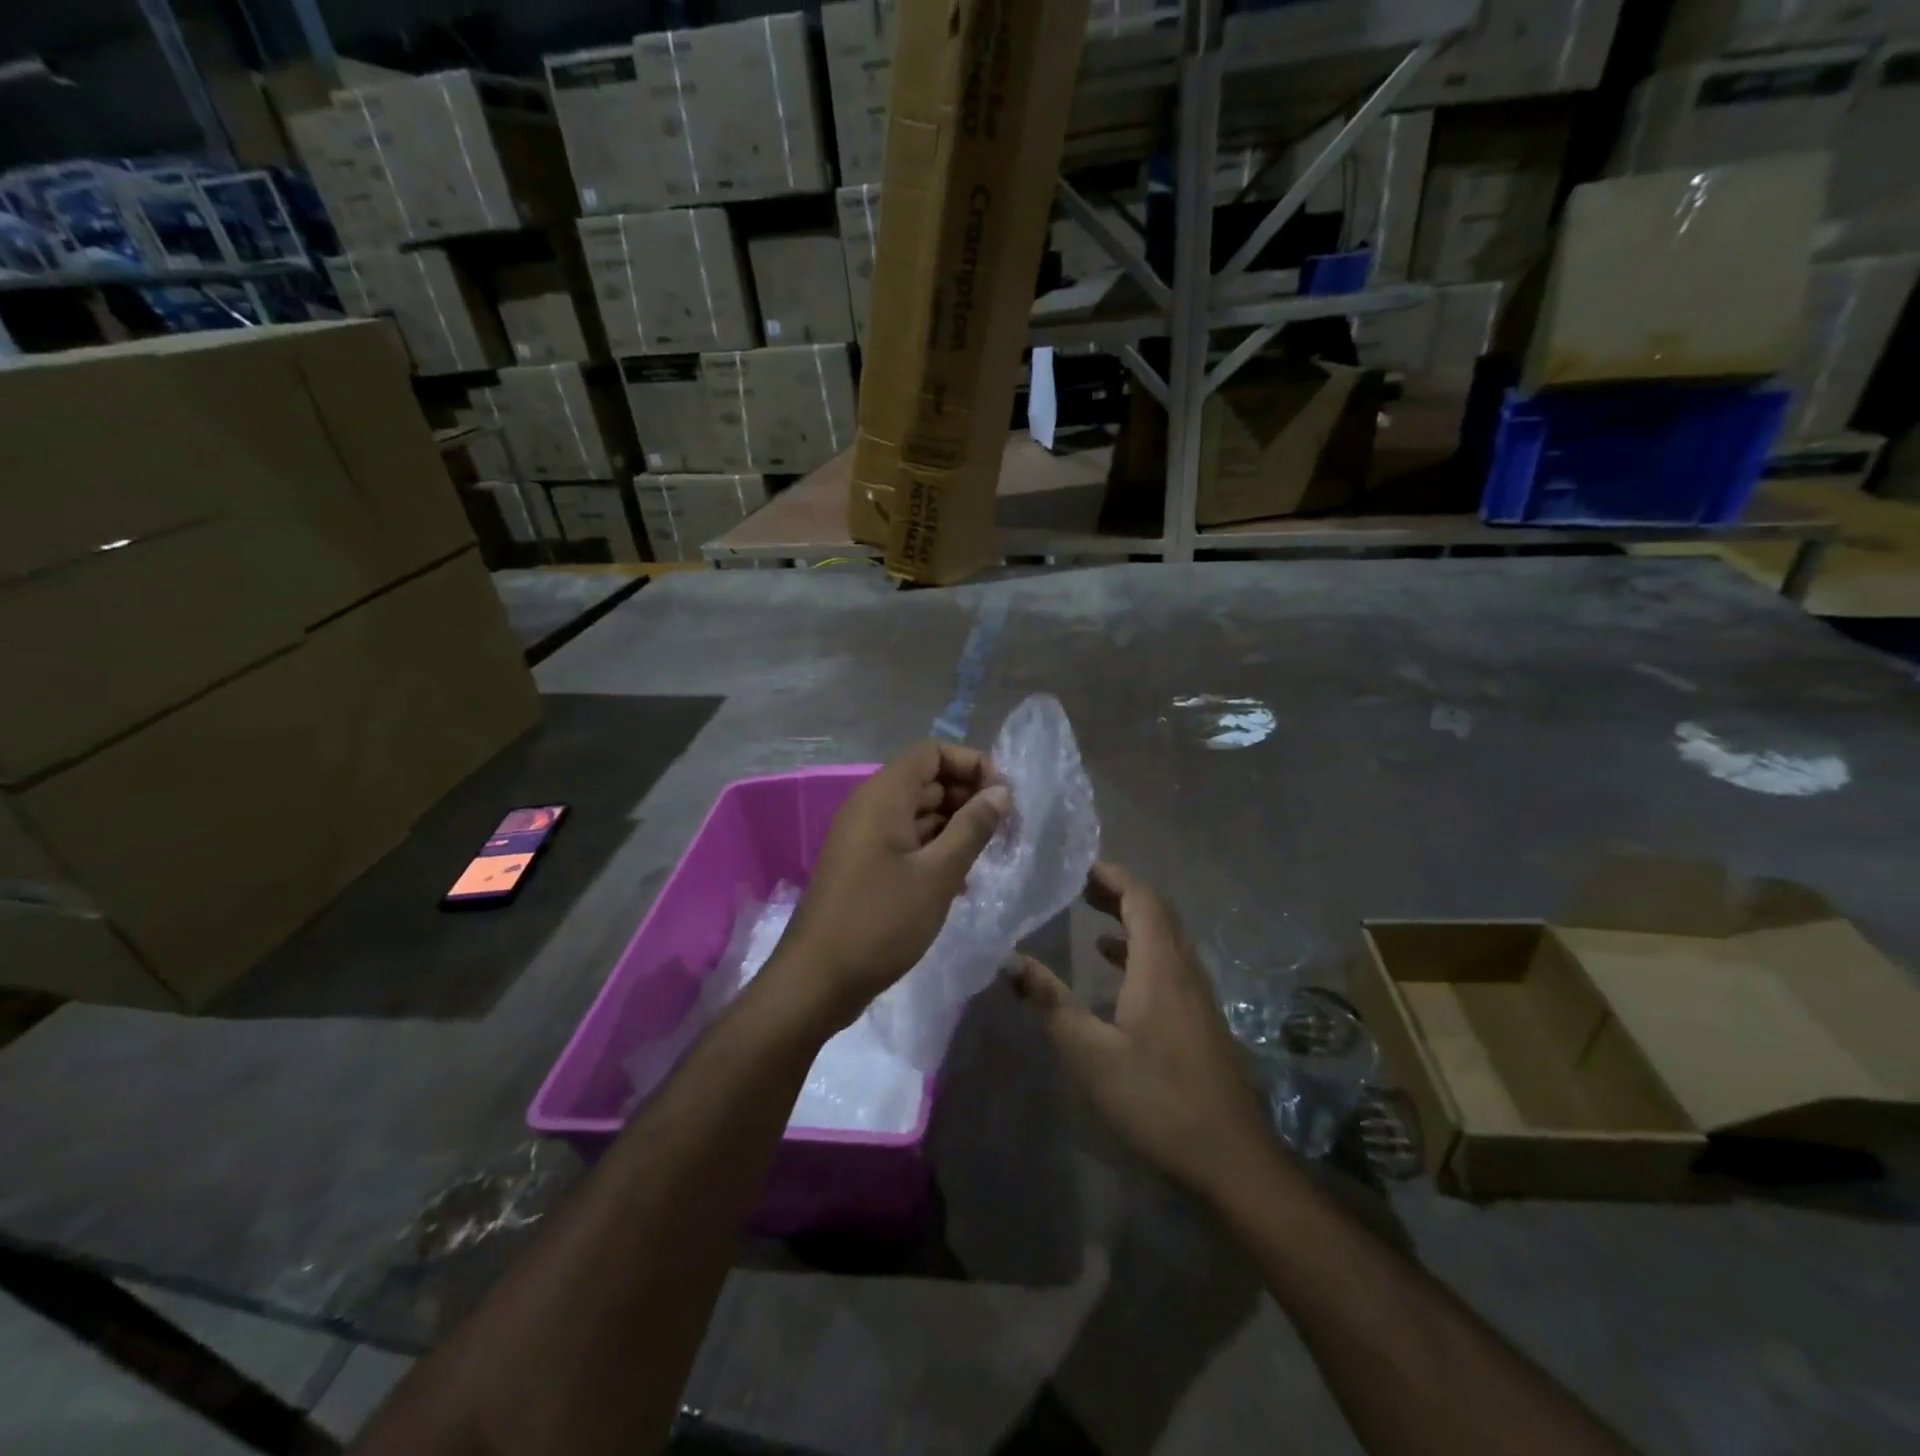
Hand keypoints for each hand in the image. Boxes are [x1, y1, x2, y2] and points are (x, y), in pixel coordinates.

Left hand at [776, 741, 1009, 1029]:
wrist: (817, 980)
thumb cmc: (880, 921)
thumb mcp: (937, 874)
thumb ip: (972, 827)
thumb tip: (1001, 791)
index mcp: (884, 796)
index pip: (933, 753)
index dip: (971, 764)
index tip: (1003, 796)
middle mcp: (871, 807)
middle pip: (927, 781)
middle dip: (968, 797)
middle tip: (1005, 829)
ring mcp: (865, 837)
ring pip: (919, 813)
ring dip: (955, 827)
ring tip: (990, 856)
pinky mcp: (865, 866)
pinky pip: (906, 841)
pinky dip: (935, 850)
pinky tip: (962, 881)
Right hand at [1012, 863, 1276, 1195]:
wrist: (1232, 1159)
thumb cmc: (1157, 1099)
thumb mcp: (1091, 1054)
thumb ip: (1050, 1003)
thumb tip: (1009, 959)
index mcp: (1161, 967)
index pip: (1142, 899)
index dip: (1113, 876)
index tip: (1080, 865)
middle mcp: (1185, 971)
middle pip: (1157, 913)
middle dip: (1120, 893)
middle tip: (1081, 885)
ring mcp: (1199, 997)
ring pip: (1167, 939)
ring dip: (1133, 921)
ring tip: (1094, 917)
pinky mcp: (1202, 1020)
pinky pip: (1172, 965)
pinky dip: (1143, 953)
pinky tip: (1119, 974)